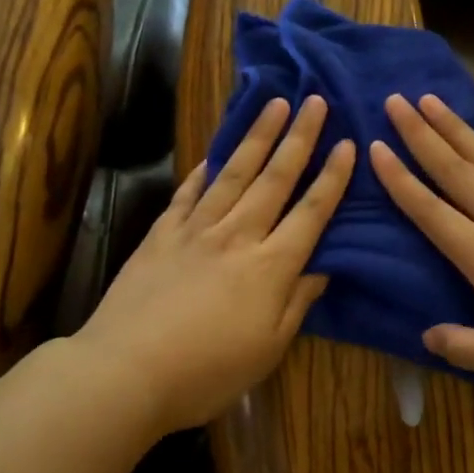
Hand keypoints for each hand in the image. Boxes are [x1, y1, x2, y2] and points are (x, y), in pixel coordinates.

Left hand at [76, 96, 354, 432]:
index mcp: (271, 266)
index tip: (347, 143)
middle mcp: (237, 236)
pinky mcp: (161, 234)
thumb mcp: (268, 349)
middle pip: (274, 179)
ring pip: (233, 173)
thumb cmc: (207, 371)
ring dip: (257, 137)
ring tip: (274, 104)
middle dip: (298, 138)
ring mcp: (196, 230)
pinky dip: (203, 170)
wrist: (126, 370)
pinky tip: (213, 154)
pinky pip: (188, 193)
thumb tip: (323, 267)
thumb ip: (297, 302)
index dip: (332, 177)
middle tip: (315, 101)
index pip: (310, 212)